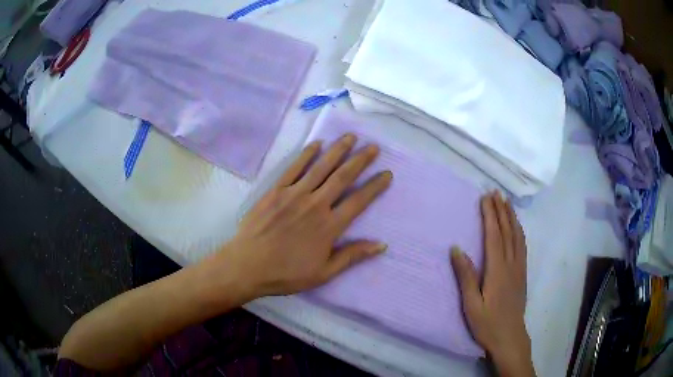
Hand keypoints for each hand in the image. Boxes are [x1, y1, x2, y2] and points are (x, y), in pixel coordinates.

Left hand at [222, 134, 391, 297]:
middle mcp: (315, 204)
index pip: (359, 201)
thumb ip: (352, 256)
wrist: (247, 265)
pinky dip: (307, 154)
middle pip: (343, 177)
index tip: (387, 174)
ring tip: (351, 137)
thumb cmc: (287, 273)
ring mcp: (294, 194)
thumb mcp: (324, 273)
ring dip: (338, 150)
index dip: (375, 186)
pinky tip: (317, 144)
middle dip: (360, 160)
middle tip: (373, 147)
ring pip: (321, 167)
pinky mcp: (276, 190)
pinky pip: (294, 168)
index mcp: (329, 226)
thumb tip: (382, 245)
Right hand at [451, 193, 534, 376]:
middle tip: (495, 192)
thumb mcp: (471, 304)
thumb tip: (456, 248)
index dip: (490, 215)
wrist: (510, 337)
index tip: (486, 198)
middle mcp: (511, 264)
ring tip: (507, 202)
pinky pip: (522, 246)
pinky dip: (519, 231)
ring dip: (512, 217)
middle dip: (501, 210)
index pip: (494, 236)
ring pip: (518, 236)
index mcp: (497, 270)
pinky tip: (517, 228)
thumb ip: (466, 276)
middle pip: (507, 232)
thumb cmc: (487, 323)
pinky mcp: (523, 274)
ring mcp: (519, 268)